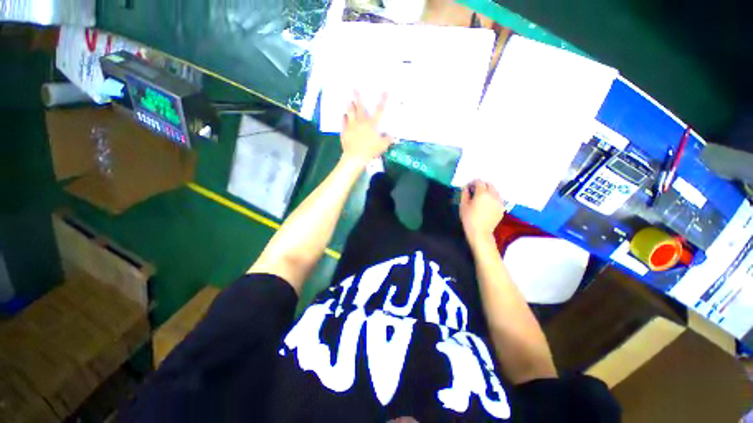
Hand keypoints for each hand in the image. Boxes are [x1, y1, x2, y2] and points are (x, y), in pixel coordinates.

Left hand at [340, 92, 392, 165]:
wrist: (356, 156)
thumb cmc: (370, 150)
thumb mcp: (382, 146)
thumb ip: (387, 139)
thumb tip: (391, 136)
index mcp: (372, 124)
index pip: (379, 110)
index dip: (382, 100)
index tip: (385, 92)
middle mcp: (361, 122)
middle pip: (360, 107)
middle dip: (358, 97)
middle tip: (355, 89)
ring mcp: (351, 126)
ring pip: (350, 112)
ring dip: (349, 106)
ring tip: (348, 101)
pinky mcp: (345, 131)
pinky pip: (343, 122)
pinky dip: (344, 118)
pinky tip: (343, 115)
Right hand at [460, 180, 505, 247]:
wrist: (480, 232)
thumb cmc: (469, 218)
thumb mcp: (463, 205)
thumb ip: (464, 194)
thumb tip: (466, 188)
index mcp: (482, 193)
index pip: (479, 182)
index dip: (473, 183)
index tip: (468, 187)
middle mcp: (493, 195)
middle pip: (489, 184)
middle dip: (482, 185)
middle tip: (475, 191)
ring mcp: (499, 202)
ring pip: (495, 191)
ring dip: (489, 191)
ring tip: (482, 198)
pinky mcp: (502, 208)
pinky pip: (498, 199)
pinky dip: (493, 198)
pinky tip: (487, 204)